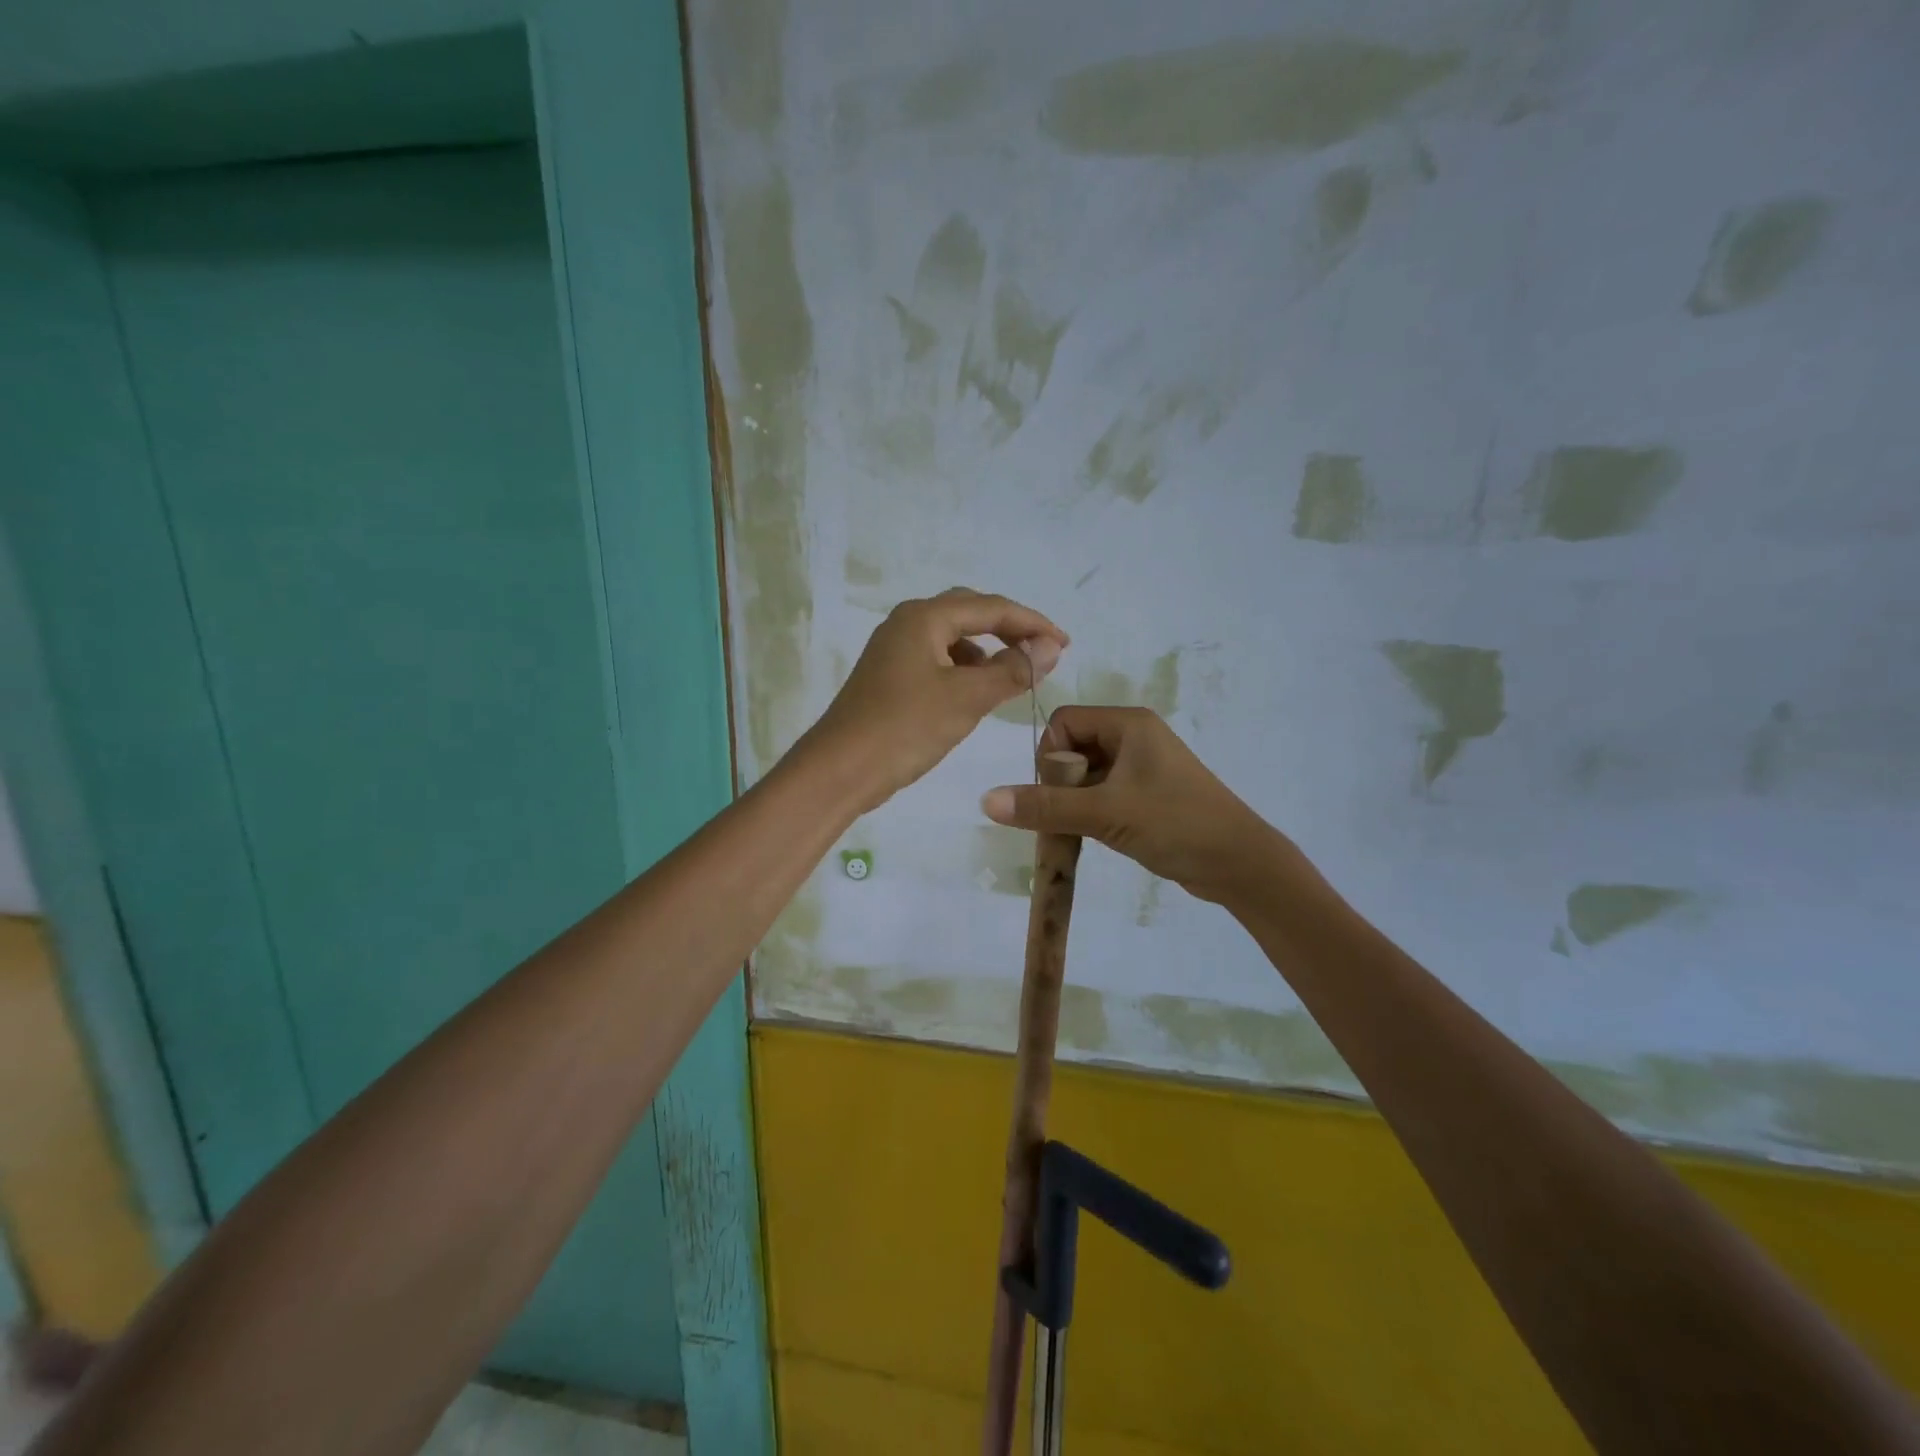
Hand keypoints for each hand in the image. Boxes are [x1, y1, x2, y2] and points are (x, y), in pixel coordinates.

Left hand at [803, 588, 1067, 811]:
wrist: (839, 770)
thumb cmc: (904, 728)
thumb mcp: (967, 698)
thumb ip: (1013, 670)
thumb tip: (1050, 647)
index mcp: (923, 618)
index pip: (990, 607)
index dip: (1032, 623)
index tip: (1065, 644)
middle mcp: (906, 624)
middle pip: (969, 613)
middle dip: (1009, 630)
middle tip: (1042, 653)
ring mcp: (894, 651)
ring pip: (952, 639)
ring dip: (986, 651)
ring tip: (1013, 676)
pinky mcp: (889, 677)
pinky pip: (937, 661)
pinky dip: (964, 670)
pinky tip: (975, 694)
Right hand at [980, 707, 1281, 903]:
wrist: (1239, 864)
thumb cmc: (1175, 823)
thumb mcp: (1105, 813)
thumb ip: (1045, 806)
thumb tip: (985, 800)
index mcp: (1128, 724)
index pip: (1064, 722)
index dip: (1051, 755)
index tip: (1058, 794)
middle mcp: (1134, 737)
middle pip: (1073, 748)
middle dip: (1061, 783)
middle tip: (1069, 816)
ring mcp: (1143, 768)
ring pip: (1086, 776)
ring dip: (1073, 802)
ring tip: (1079, 832)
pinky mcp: (1147, 796)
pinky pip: (1103, 794)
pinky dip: (1090, 813)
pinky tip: (1094, 837)